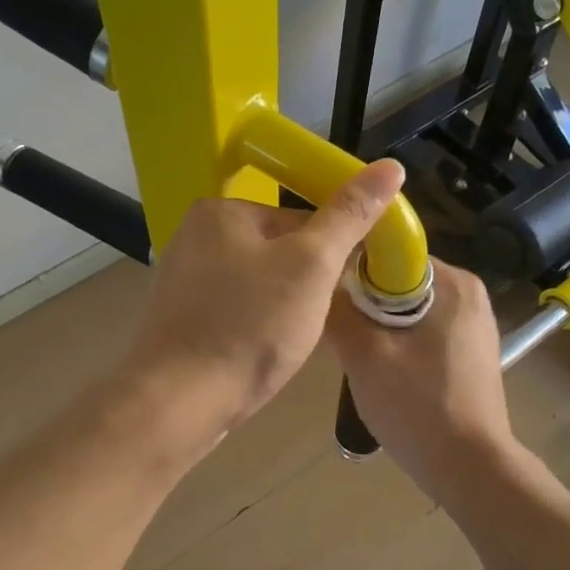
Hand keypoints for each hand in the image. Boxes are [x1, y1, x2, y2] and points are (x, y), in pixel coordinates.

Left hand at [122, 160, 407, 444]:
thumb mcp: (311, 266)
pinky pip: (235, 309)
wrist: (179, 403)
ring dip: (284, 307)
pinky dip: (255, 325)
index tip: (346, 288)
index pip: (300, 216)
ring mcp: (183, 279)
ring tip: (290, 341)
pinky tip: (262, 351)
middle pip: (278, 249)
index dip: (333, 252)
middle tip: (315, 321)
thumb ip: (349, 216)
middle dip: (306, 284)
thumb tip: (390, 166)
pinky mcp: (181, 318)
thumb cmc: (249, 327)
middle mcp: (194, 236)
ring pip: (259, 283)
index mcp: (221, 211)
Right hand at [326, 261, 515, 498]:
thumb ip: (337, 309)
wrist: (470, 469)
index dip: (351, 272)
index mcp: (452, 282)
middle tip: (338, 337)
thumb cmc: (417, 405)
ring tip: (356, 359)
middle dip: (364, 306)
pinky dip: (397, 346)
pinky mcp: (469, 353)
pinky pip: (421, 333)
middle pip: (396, 282)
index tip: (327, 299)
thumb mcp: (364, 354)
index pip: (388, 254)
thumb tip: (319, 281)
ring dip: (377, 329)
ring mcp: (472, 325)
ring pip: (406, 310)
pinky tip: (383, 375)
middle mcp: (468, 294)